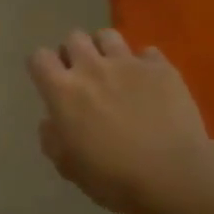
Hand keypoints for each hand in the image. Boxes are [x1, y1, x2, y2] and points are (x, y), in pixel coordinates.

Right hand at [27, 29, 213, 213]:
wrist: (174, 176)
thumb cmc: (114, 177)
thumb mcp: (69, 167)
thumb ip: (52, 139)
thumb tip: (51, 122)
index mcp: (63, 91)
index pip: (39, 58)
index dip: (41, 67)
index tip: (48, 81)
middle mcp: (91, 68)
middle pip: (73, 38)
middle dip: (73, 53)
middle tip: (82, 76)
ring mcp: (128, 63)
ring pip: (107, 36)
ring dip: (104, 50)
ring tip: (113, 70)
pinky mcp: (161, 68)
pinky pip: (147, 52)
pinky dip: (143, 64)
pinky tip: (148, 83)